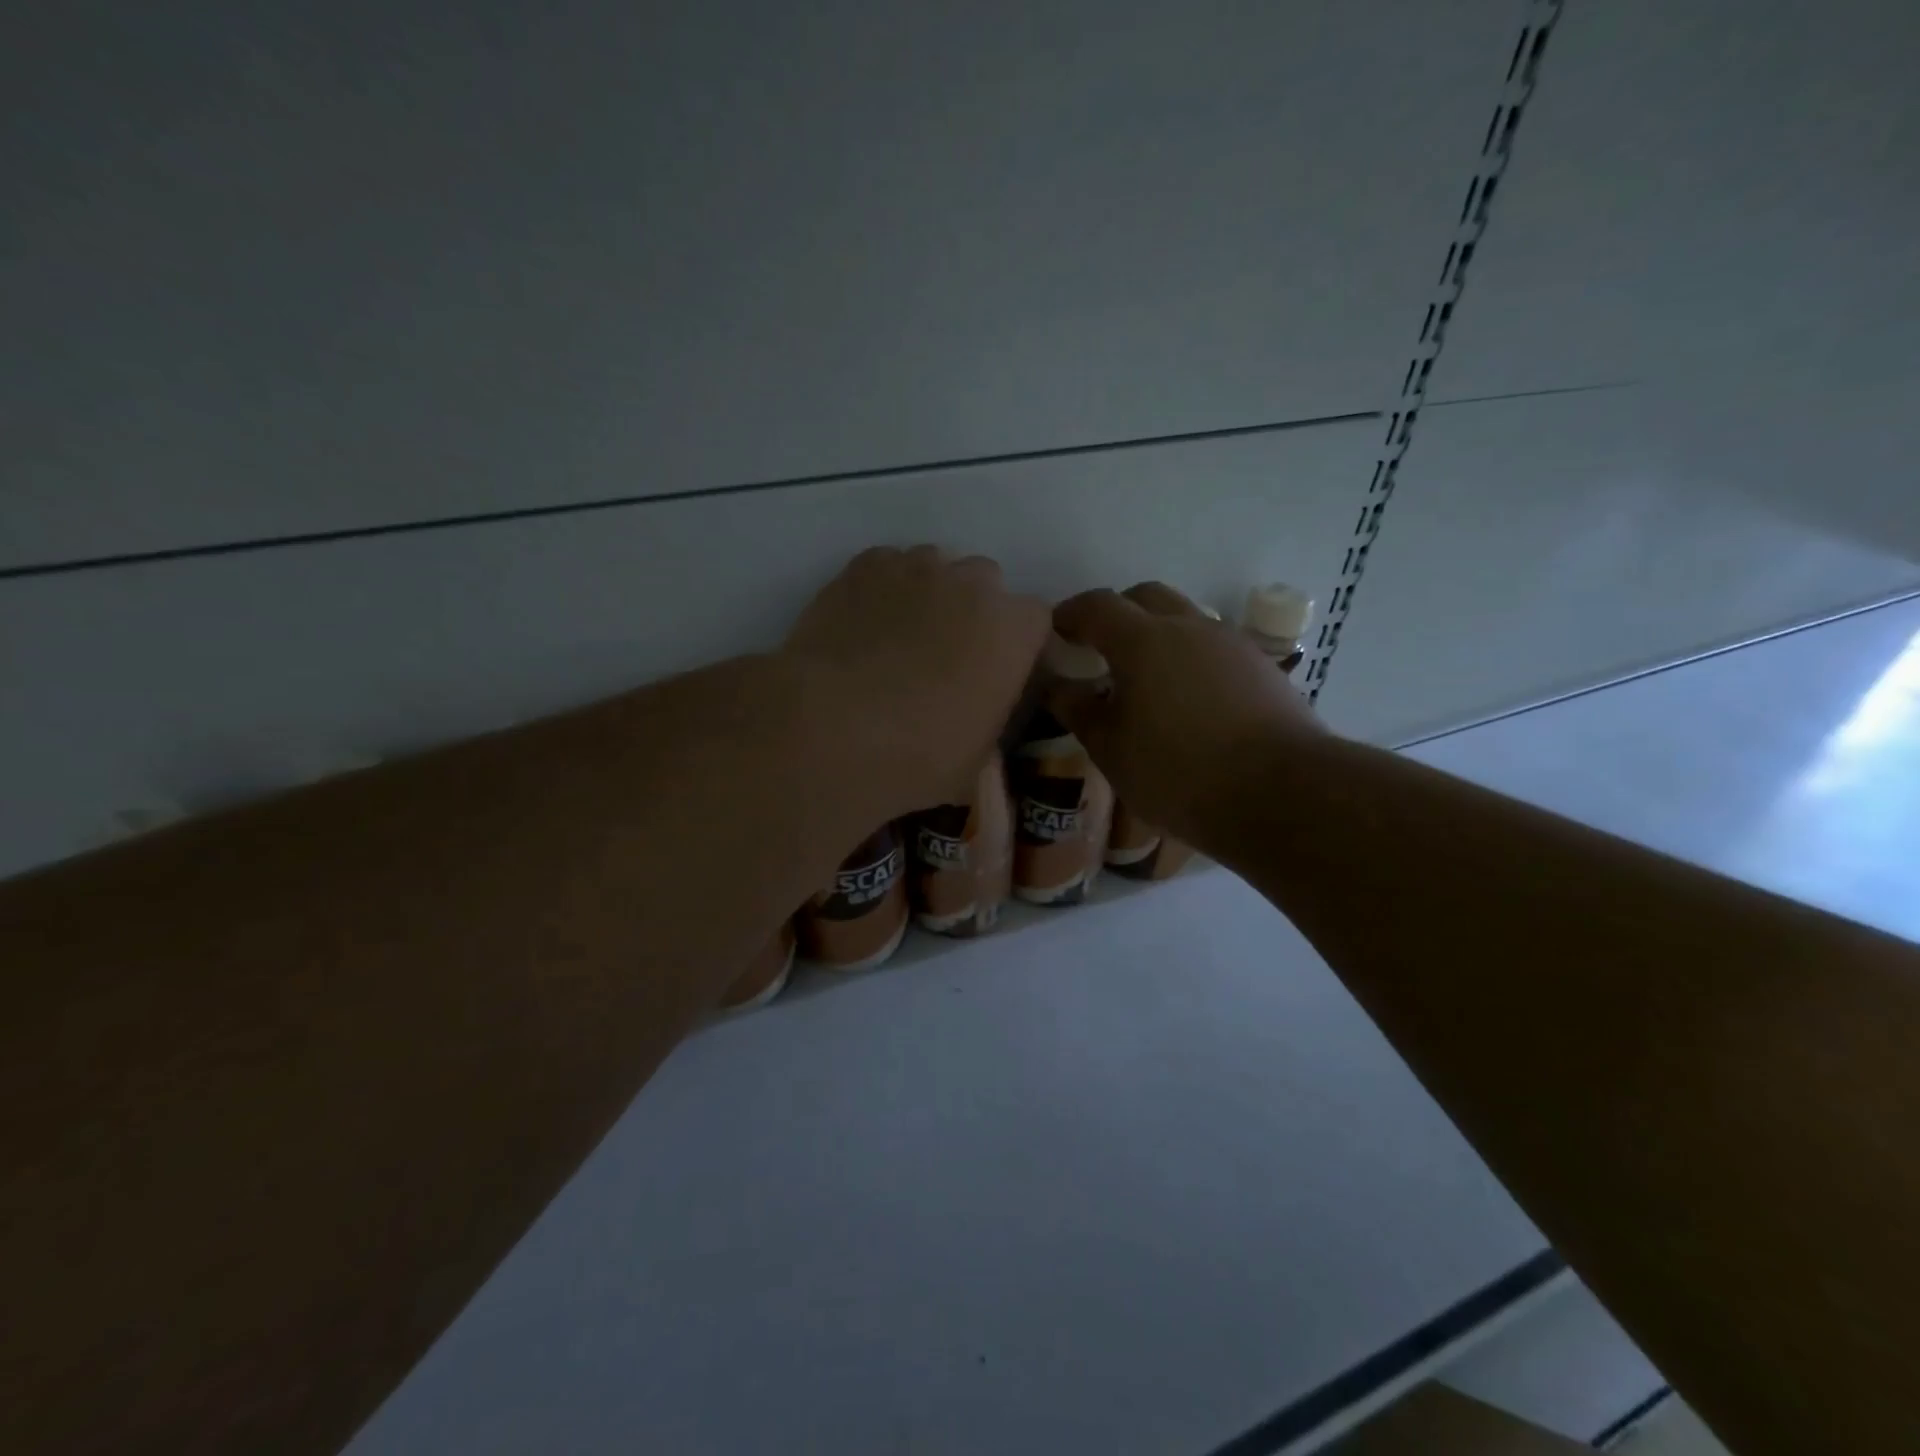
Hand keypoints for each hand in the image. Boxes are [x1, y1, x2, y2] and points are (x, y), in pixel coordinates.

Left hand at [783, 546, 1049, 815]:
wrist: (830, 730)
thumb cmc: (917, 757)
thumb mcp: (975, 760)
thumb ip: (989, 723)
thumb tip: (978, 721)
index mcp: (1013, 631)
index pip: (1034, 621)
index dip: (1015, 645)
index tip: (997, 672)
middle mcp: (973, 584)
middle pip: (985, 583)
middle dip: (973, 612)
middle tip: (946, 655)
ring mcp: (916, 567)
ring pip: (935, 567)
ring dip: (928, 594)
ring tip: (899, 636)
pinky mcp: (863, 566)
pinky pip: (886, 566)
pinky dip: (883, 588)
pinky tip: (864, 623)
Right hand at [1050, 582, 1322, 849]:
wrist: (1282, 794)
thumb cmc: (1178, 773)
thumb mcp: (1111, 750)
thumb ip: (1079, 711)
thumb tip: (1059, 686)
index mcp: (1143, 640)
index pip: (1097, 606)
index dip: (1071, 613)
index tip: (1056, 629)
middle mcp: (1188, 627)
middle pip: (1145, 597)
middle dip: (1116, 613)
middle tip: (1098, 646)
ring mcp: (1231, 644)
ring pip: (1185, 619)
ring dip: (1157, 634)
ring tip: (1144, 677)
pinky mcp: (1262, 667)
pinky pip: (1213, 647)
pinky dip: (1190, 657)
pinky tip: (1188, 698)